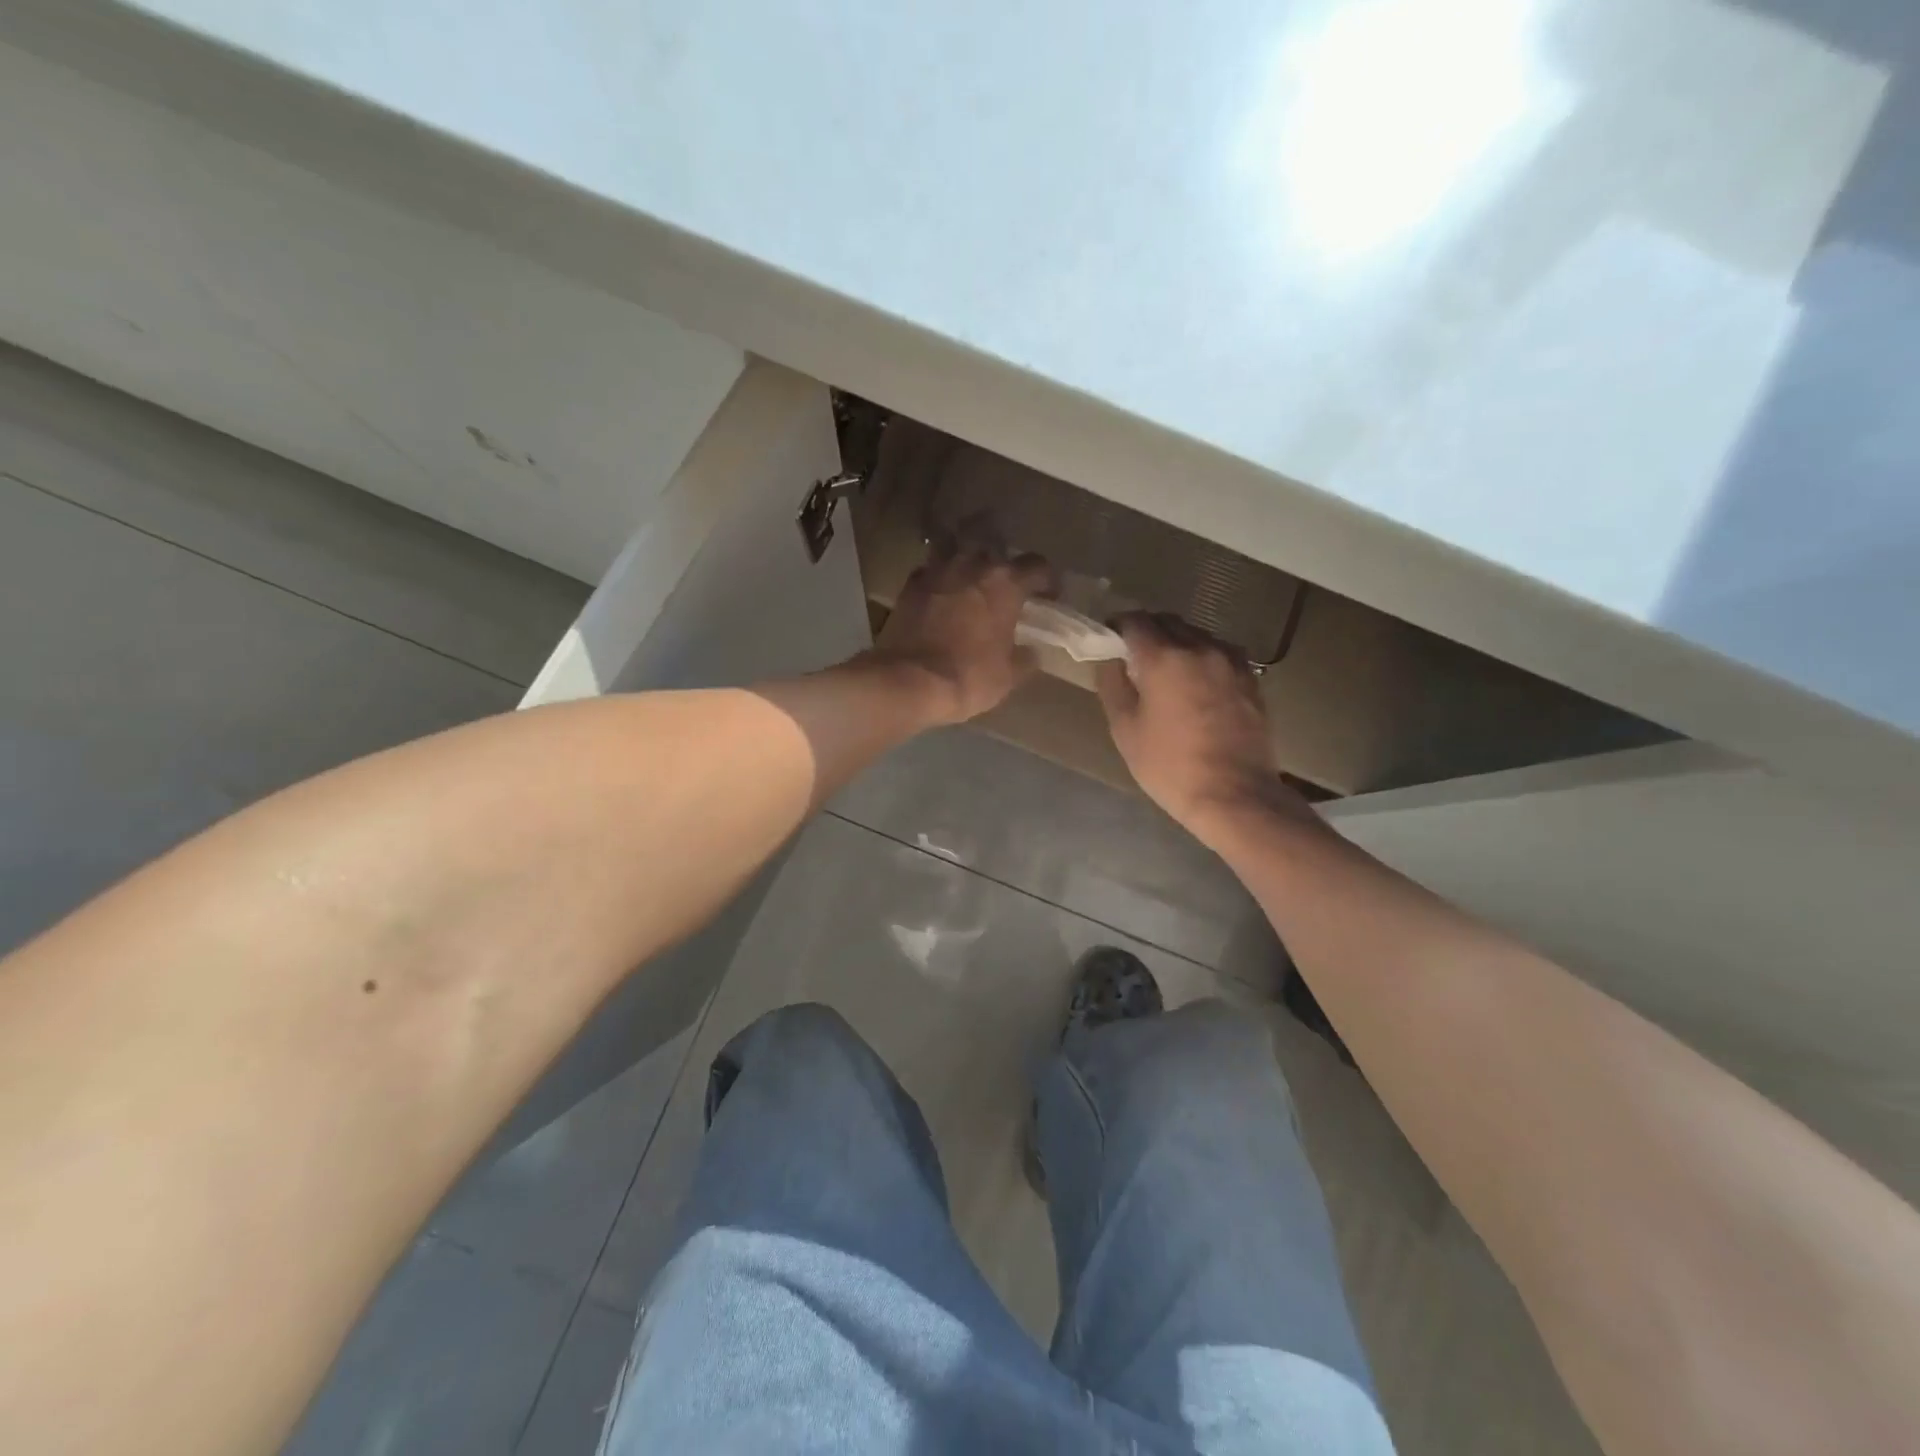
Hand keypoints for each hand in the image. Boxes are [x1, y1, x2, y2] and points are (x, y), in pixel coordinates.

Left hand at [871, 539, 1055, 725]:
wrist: (909, 681)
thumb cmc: (969, 677)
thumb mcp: (1009, 676)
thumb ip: (1025, 658)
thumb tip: (1031, 652)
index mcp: (1006, 584)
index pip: (1037, 566)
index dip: (1048, 579)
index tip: (1049, 596)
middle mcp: (973, 565)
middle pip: (992, 537)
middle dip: (1002, 549)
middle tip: (1004, 571)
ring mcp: (938, 570)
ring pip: (954, 541)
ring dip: (964, 548)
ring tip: (968, 566)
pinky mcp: (911, 583)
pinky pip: (930, 567)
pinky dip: (938, 573)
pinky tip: (940, 588)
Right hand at [1094, 613, 1308, 836]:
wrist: (1235, 795)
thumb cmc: (1170, 767)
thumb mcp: (1125, 730)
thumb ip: (1113, 685)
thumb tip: (1110, 659)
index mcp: (1163, 658)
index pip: (1134, 621)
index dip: (1117, 626)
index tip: (1108, 640)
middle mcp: (1199, 648)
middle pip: (1167, 621)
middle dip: (1147, 631)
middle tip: (1133, 657)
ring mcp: (1230, 661)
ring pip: (1196, 635)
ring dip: (1177, 643)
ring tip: (1167, 672)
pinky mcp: (1251, 678)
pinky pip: (1219, 653)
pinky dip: (1202, 658)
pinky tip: (1197, 684)